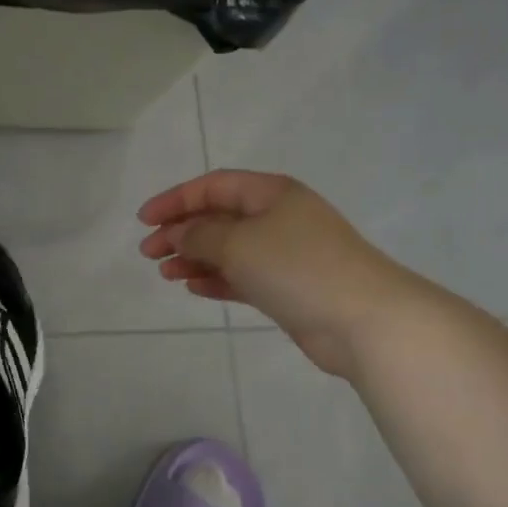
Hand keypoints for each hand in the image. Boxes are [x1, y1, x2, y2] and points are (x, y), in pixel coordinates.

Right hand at [138, 171, 422, 373]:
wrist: (363, 319)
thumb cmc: (297, 267)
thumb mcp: (239, 243)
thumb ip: (200, 235)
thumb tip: (179, 233)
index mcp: (271, 194)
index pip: (213, 186)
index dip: (175, 199)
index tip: (144, 220)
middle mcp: (278, 218)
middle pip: (219, 217)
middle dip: (181, 232)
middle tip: (148, 252)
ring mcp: (285, 254)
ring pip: (229, 249)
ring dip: (195, 257)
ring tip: (165, 273)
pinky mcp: (288, 288)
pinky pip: (243, 276)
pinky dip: (217, 279)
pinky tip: (193, 286)